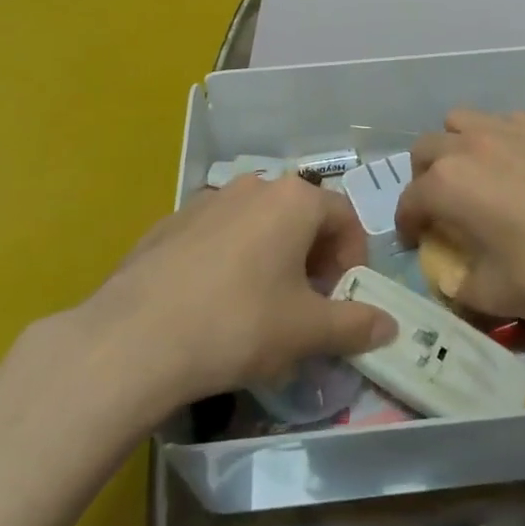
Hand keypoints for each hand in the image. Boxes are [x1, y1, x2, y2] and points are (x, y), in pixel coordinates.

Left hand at [80, 175, 396, 407]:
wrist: (134, 339)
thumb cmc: (239, 324)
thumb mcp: (307, 331)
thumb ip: (355, 324)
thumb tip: (390, 325)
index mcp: (293, 200)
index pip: (344, 217)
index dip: (354, 259)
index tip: (344, 298)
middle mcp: (253, 186)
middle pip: (301, 217)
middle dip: (314, 259)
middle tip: (307, 306)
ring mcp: (206, 201)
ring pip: (257, 225)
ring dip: (272, 257)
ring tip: (260, 306)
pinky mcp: (169, 223)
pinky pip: (216, 236)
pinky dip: (229, 261)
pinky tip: (212, 304)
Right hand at [395, 109, 524, 323]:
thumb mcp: (495, 295)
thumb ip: (460, 286)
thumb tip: (453, 280)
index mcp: (448, 185)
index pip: (410, 199)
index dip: (408, 223)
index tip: (417, 240)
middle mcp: (471, 146)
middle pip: (427, 148)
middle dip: (424, 176)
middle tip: (444, 204)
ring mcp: (512, 128)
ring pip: (464, 121)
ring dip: (458, 145)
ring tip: (479, 173)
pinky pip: (510, 121)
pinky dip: (503, 140)